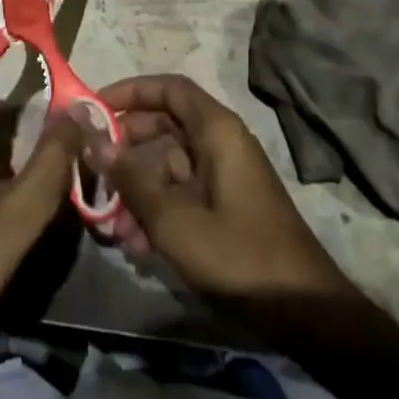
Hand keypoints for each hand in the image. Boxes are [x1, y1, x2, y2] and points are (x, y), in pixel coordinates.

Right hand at [95, 75, 352, 304]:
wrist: (303, 310)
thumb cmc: (238, 253)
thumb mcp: (174, 219)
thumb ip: (131, 179)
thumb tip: (94, 141)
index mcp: (216, 131)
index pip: (169, 88)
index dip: (130, 91)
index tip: (95, 109)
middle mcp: (220, 144)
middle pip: (163, 127)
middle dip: (126, 151)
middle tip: (94, 172)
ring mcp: (223, 176)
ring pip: (167, 166)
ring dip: (137, 192)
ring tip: (114, 229)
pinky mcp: (224, 207)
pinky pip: (181, 194)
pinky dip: (157, 212)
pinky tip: (138, 247)